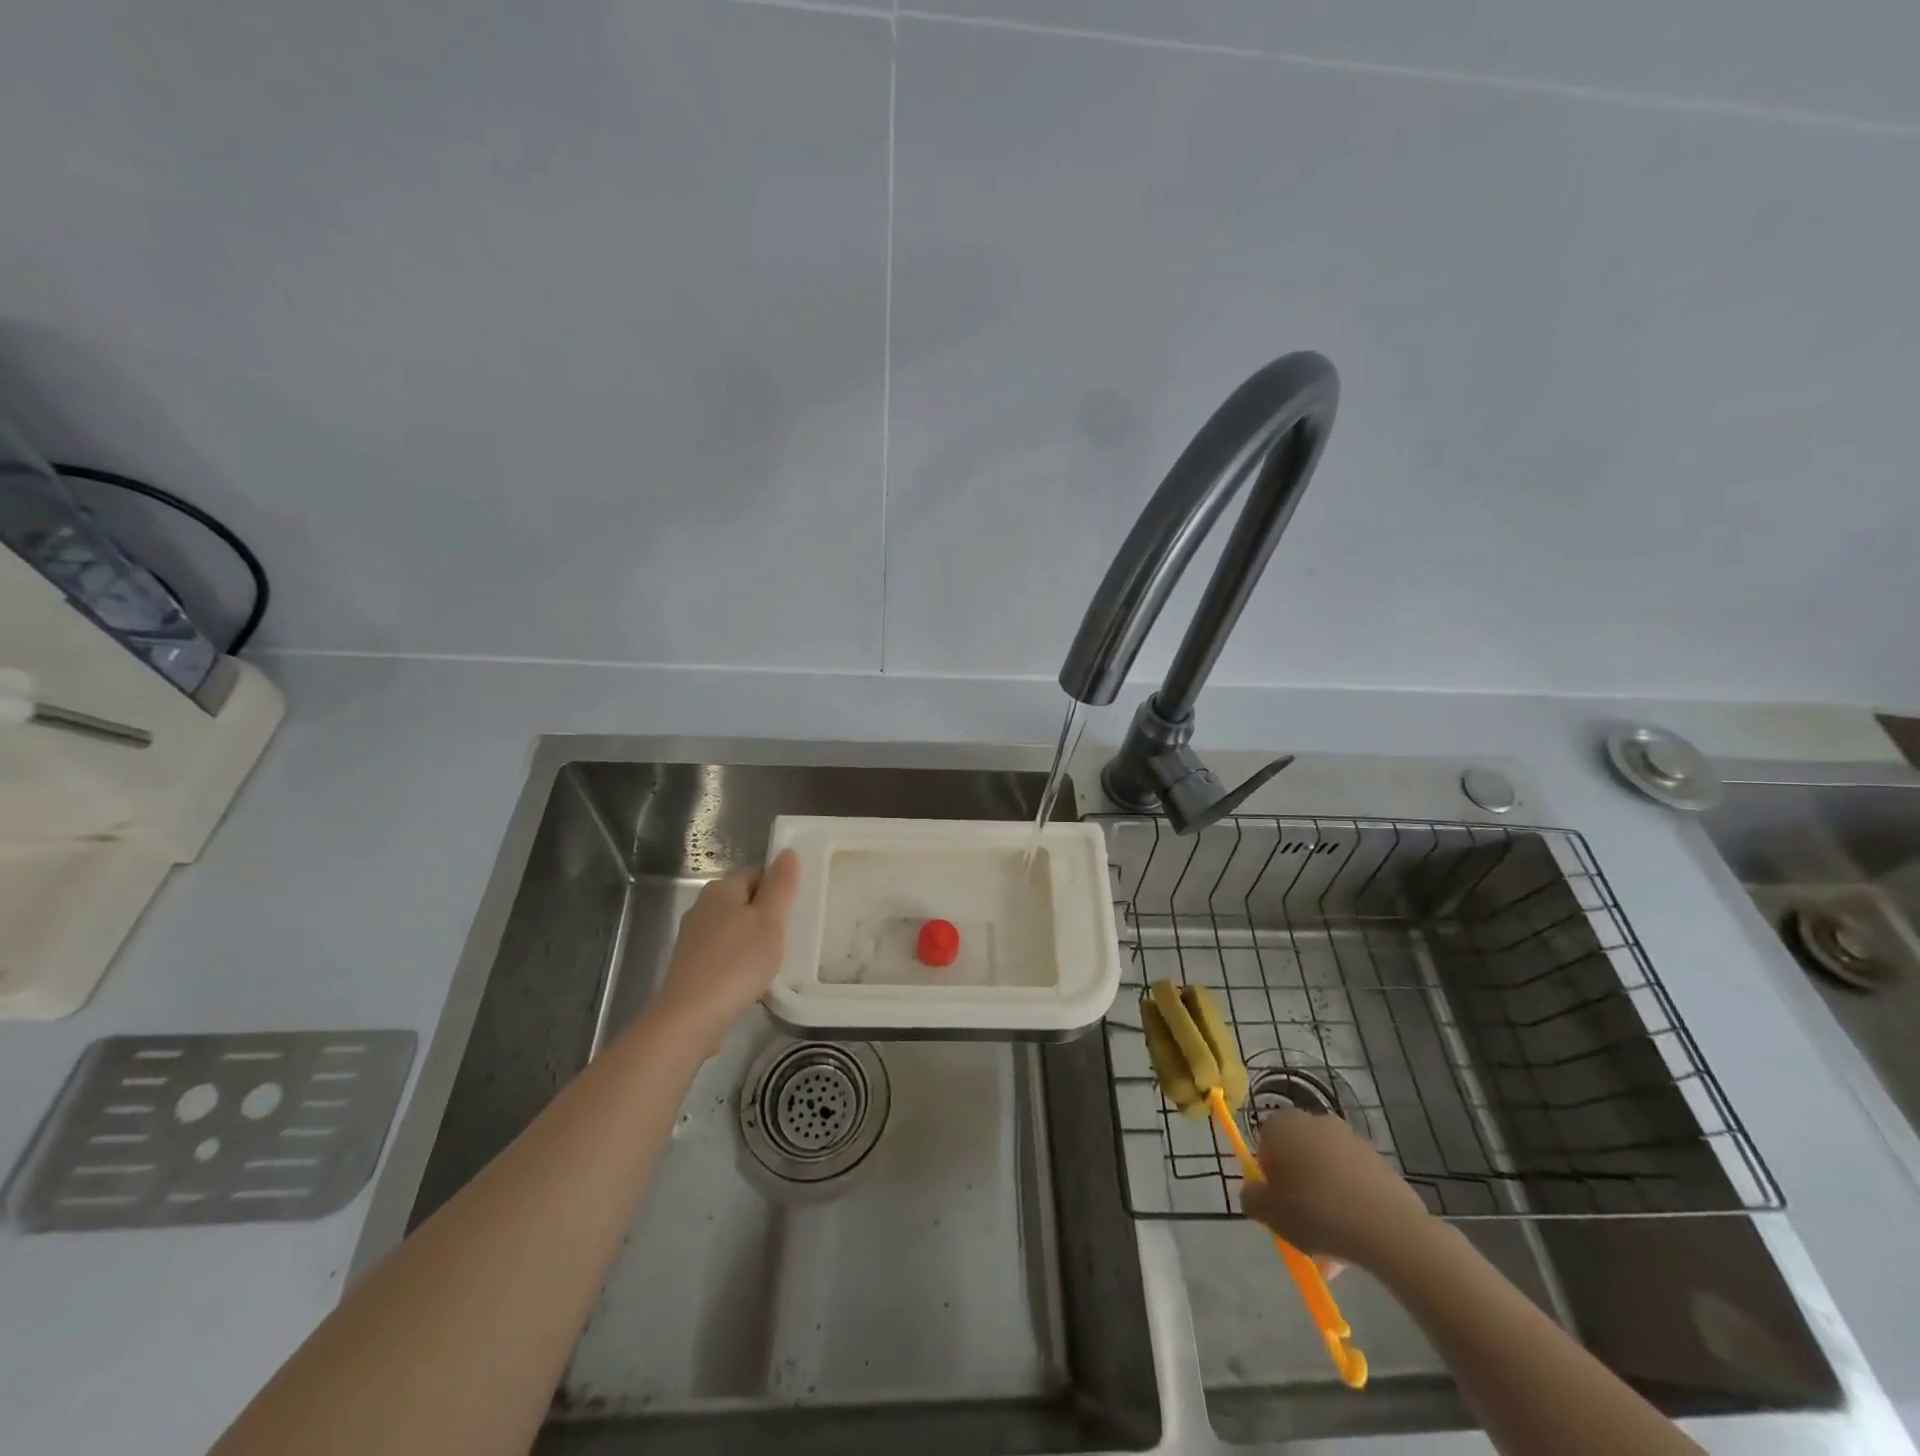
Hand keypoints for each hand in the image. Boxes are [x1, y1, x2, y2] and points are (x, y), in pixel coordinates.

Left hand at [651, 850, 800, 1052]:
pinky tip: (750, 980)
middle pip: (744, 900)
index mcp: (721, 888)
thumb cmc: (737, 962)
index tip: (794, 912)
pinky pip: (723, 953)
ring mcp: (693, 937)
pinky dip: (738, 961)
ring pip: (734, 928)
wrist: (691, 1017)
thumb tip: (787, 852)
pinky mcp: (690, 965)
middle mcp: (702, 906)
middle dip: (766, 916)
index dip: (779, 889)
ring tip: (772, 961)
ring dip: (753, 940)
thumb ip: (781, 885)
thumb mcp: (770, 920)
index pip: (757, 873)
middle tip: (788, 937)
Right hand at [1239, 1107, 1433, 1270]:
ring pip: (1326, 1169)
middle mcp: (1314, 1121)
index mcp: (1283, 1125)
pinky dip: (1350, 1200)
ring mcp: (1350, 1138)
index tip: (1278, 1204)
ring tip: (1333, 1240)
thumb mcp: (1270, 1213)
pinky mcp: (1378, 1160)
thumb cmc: (1317, 1212)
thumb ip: (1252, 1199)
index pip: (1265, 1142)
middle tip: (1302, 1223)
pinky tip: (1356, 1234)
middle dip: (1298, 1186)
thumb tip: (1254, 1193)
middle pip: (1297, 1154)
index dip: (1268, 1175)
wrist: (1388, 1227)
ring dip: (1325, 1196)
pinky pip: (1353, 1179)